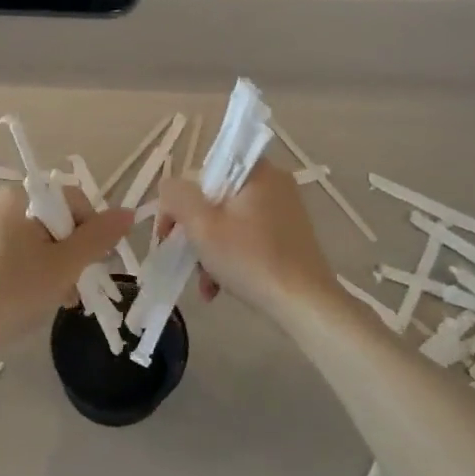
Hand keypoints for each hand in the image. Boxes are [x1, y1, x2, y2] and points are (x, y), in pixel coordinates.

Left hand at [0, 185, 132, 356]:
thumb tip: (128, 213)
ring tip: (62, 298)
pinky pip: (18, 249)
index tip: (96, 264)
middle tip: (78, 287)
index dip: (93, 231)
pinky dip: (34, 268)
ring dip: (57, 265)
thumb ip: (99, 237)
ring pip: (39, 237)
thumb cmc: (12, 291)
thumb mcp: (64, 265)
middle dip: (74, 253)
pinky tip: (38, 296)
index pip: (74, 200)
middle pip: (57, 219)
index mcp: (19, 195)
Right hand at [155, 161, 337, 326]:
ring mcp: (285, 210)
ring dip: (210, 250)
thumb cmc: (250, 259)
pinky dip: (231, 256)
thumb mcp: (202, 226)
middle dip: (196, 232)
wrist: (305, 304)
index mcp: (257, 171)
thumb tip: (168, 188)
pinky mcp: (290, 235)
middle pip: (216, 199)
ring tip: (205, 284)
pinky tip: (219, 287)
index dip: (181, 200)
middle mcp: (274, 184)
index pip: (205, 172)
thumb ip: (177, 197)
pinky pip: (248, 236)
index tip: (170, 231)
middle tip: (185, 258)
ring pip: (230, 222)